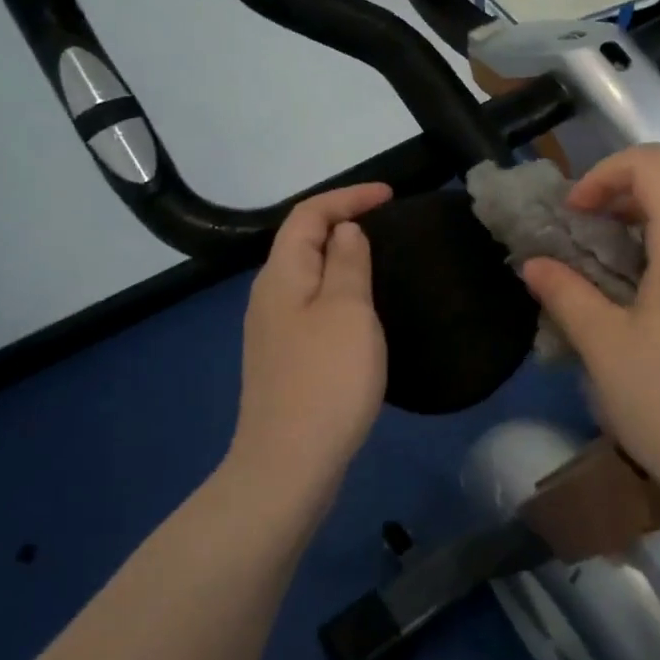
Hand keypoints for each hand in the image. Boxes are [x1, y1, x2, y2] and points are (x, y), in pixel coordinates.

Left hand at [227, 183, 391, 495]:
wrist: (289, 463)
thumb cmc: (326, 379)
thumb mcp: (347, 310)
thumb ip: (346, 262)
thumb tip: (344, 231)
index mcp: (282, 275)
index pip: (309, 214)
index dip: (348, 197)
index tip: (391, 196)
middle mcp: (269, 296)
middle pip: (302, 242)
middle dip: (343, 223)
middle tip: (389, 225)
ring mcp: (273, 331)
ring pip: (308, 276)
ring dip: (341, 259)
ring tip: (381, 260)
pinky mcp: (284, 359)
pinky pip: (312, 307)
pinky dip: (338, 293)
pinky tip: (361, 312)